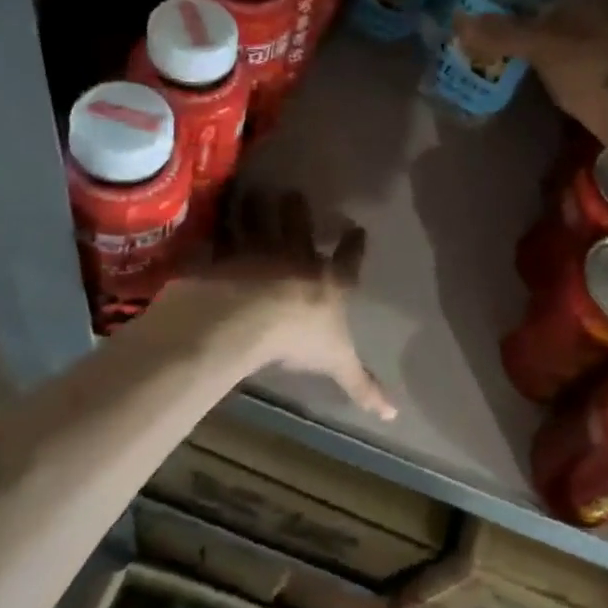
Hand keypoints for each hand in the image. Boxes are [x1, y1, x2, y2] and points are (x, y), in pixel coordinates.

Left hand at [184, 190, 396, 420]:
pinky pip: (221, 234)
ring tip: (252, 192)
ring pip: (258, 221)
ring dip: (255, 206)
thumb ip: (362, 384)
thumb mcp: (337, 363)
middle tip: (294, 194)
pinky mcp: (225, 254)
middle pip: (300, 227)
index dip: (354, 245)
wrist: (248, 317)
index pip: (349, 260)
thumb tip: (395, 415)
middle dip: (298, 210)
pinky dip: (217, 223)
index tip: (358, 229)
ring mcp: (259, 251)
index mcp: (329, 281)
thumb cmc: (300, 337)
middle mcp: (297, 258)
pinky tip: (212, 211)